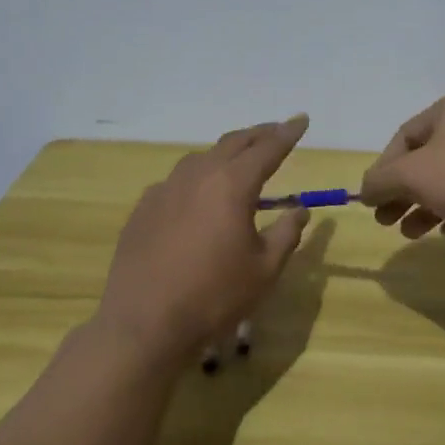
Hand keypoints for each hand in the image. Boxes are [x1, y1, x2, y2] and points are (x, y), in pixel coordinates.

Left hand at [91, 115, 312, 371]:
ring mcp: (165, 190)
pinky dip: (197, 178)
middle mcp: (198, 177)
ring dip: (225, 154)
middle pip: (233, 143)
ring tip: (239, 161)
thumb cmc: (214, 297)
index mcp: (232, 185)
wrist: (143, 325)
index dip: (288, 133)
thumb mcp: (265, 269)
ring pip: (201, 158)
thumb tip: (300, 210)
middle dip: (258, 134)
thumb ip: (287, 233)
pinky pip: (176, 182)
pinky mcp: (143, 209)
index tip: (302, 119)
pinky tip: (198, 197)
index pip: (268, 149)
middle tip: (276, 131)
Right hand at [358, 91, 444, 239]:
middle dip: (403, 193)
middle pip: (426, 161)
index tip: (372, 201)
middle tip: (386, 221)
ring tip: (412, 232)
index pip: (403, 137)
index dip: (383, 170)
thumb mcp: (412, 176)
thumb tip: (364, 190)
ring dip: (426, 207)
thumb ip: (380, 181)